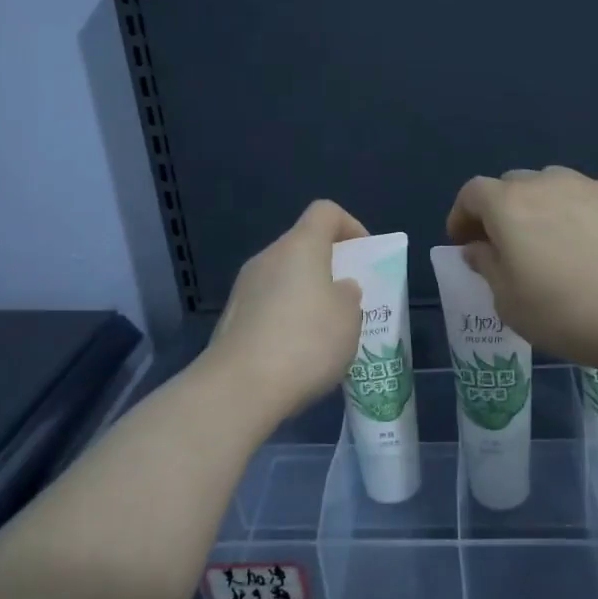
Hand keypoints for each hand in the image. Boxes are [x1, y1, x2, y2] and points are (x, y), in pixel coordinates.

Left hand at [202, 200, 368, 429]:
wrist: (239, 387)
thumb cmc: (306, 342)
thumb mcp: (349, 318)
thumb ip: (348, 295)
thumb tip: (338, 289)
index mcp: (300, 246)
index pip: (325, 212)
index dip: (350, 226)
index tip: (365, 256)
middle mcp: (268, 257)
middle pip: (302, 246)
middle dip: (329, 267)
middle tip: (349, 300)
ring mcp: (244, 288)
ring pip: (284, 278)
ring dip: (306, 296)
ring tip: (326, 333)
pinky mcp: (232, 318)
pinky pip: (268, 306)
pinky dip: (286, 319)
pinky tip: (298, 354)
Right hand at [446, 166, 597, 374]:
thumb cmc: (568, 313)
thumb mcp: (510, 303)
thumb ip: (487, 267)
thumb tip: (479, 247)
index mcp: (508, 205)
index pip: (472, 193)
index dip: (462, 215)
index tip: (464, 242)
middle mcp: (546, 183)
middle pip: (512, 183)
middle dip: (503, 209)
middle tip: (508, 245)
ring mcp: (592, 184)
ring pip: (555, 181)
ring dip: (546, 203)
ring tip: (557, 237)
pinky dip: (592, 202)